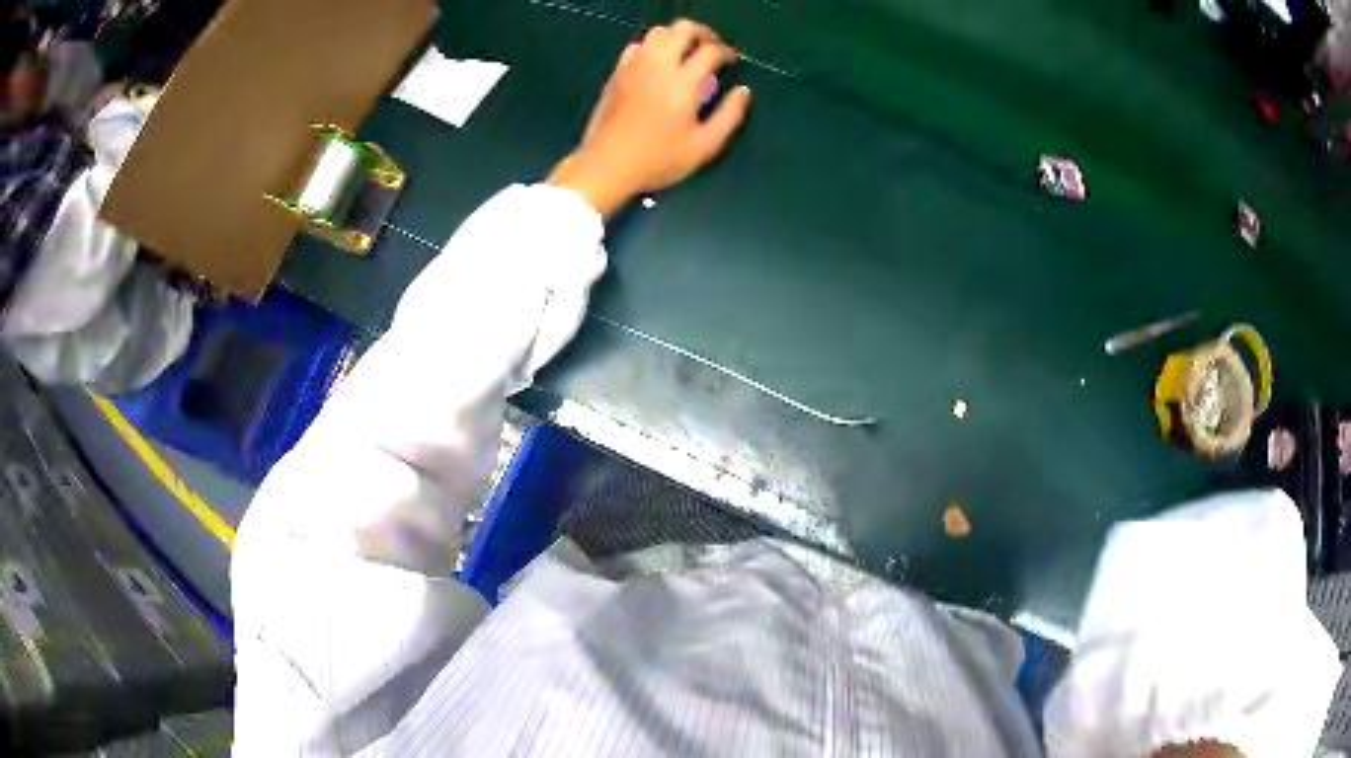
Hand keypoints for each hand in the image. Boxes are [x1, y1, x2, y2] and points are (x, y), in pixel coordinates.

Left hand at [548, 19, 751, 218]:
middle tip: (710, 49)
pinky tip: (657, 64)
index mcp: (684, 81)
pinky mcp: (617, 73)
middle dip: (702, 34)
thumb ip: (729, 115)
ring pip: (658, 32)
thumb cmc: (659, 159)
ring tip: (685, 53)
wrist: (607, 165)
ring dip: (676, 36)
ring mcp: (634, 66)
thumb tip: (743, 91)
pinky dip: (652, 47)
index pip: (711, 50)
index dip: (726, 52)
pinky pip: (637, 46)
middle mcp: (659, 65)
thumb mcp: (705, 145)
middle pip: (683, 29)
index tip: (731, 63)